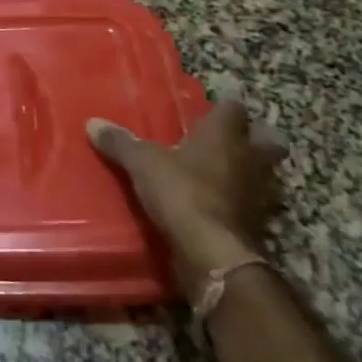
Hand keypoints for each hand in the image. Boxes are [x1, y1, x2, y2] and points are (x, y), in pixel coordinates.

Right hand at [87, 101, 286, 299]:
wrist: (212, 253)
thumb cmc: (181, 192)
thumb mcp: (142, 164)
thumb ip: (120, 142)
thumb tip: (93, 123)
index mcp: (224, 135)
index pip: (233, 108)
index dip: (223, 108)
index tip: (209, 111)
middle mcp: (249, 158)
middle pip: (269, 140)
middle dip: (256, 138)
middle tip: (231, 141)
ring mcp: (259, 193)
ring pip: (266, 174)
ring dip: (251, 172)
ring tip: (225, 174)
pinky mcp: (258, 224)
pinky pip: (255, 205)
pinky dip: (243, 203)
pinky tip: (222, 206)